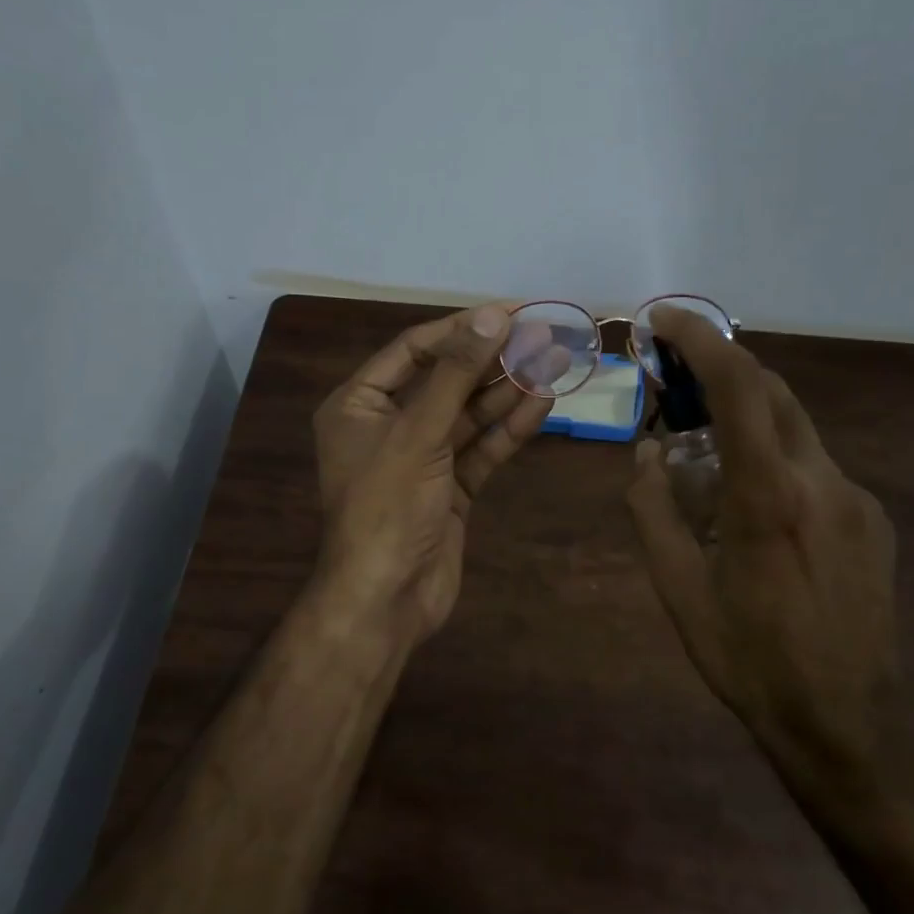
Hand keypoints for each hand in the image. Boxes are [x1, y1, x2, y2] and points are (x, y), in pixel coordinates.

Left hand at [312, 304, 565, 652]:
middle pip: (446, 380)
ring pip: (468, 415)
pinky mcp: (450, 488)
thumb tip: (492, 316)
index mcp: (358, 405)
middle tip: (542, 334)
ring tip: (554, 361)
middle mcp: (388, 425)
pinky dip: (509, 429)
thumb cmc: (387, 507)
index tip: (509, 312)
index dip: (462, 329)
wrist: (387, 601)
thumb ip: (456, 374)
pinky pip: (481, 449)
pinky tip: (543, 403)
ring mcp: (422, 459)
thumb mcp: (418, 434)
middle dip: (492, 360)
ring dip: (508, 391)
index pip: (414, 350)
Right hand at [625, 307, 903, 781]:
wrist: (849, 719)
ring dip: (747, 415)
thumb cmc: (750, 657)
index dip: (700, 339)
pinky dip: (774, 456)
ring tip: (704, 449)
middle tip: (673, 382)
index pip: (738, 386)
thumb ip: (653, 510)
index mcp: (767, 495)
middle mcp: (821, 480)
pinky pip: (814, 464)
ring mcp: (855, 497)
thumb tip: (647, 454)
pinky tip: (753, 503)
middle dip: (720, 368)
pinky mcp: (871, 517)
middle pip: (773, 390)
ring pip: (795, 426)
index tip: (663, 319)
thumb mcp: (678, 590)